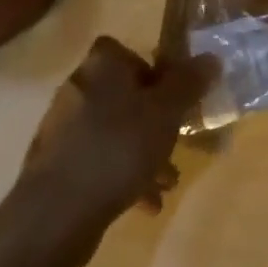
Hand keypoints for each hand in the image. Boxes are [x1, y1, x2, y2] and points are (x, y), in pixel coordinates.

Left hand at [18, 36, 214, 237]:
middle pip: (125, 96)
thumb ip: (189, 84)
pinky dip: (121, 175)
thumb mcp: (165, 113)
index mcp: (102, 63)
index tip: (173, 104)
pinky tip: (144, 204)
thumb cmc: (117, 147)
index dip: (156, 76)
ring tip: (166, 183)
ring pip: (114, 131)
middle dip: (153, 123)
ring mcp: (63, 126)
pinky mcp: (55, 164)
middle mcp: (79, 85)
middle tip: (175, 146)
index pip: (131, 54)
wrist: (56, 212)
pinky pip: (97, 160)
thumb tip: (211, 57)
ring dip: (141, 153)